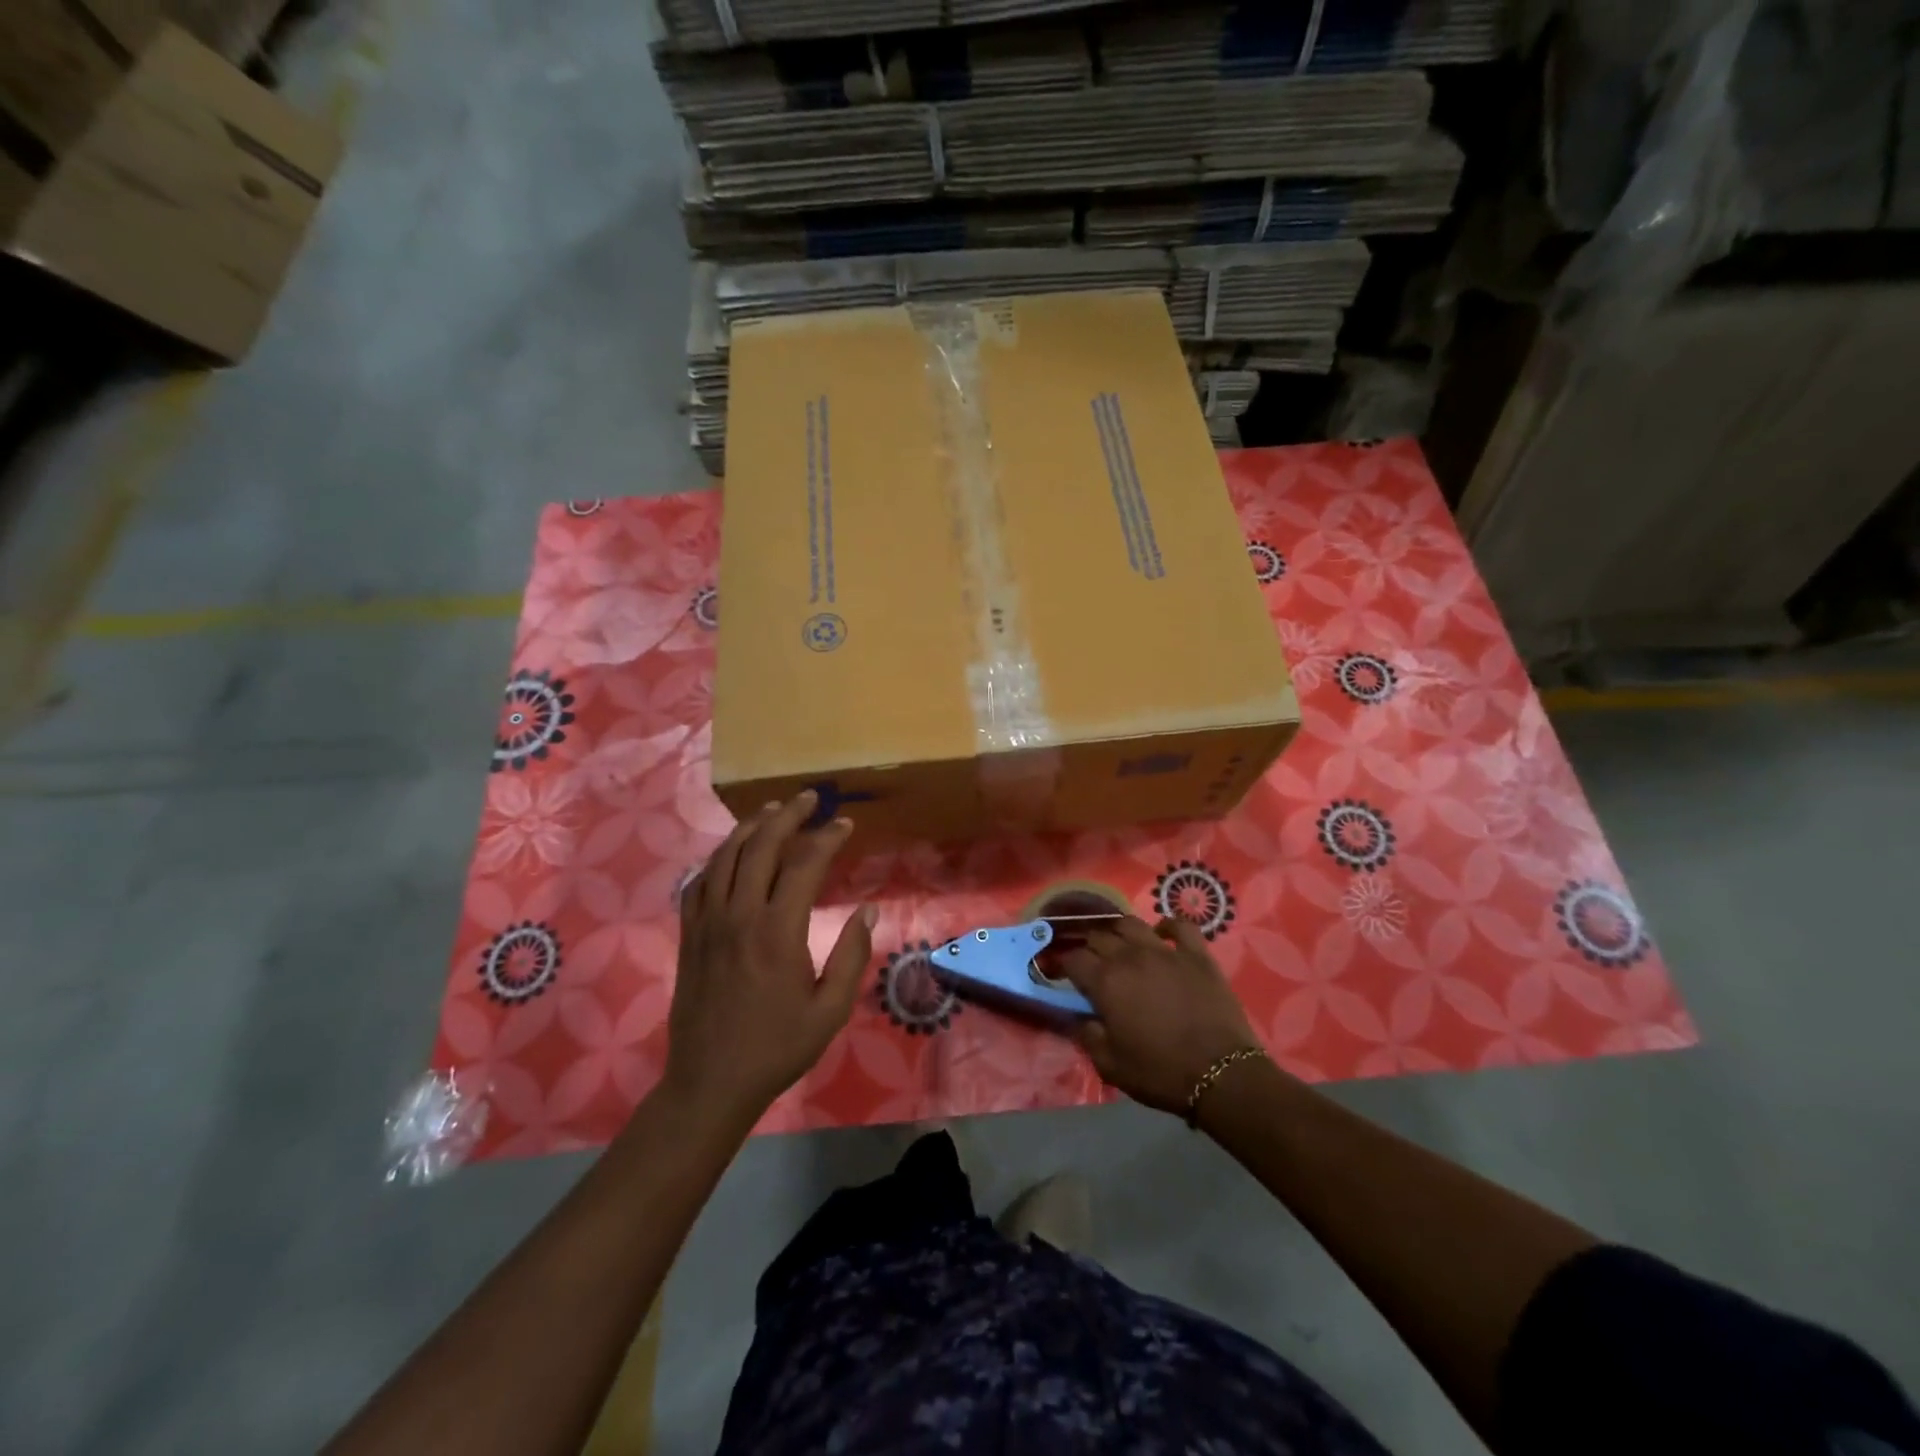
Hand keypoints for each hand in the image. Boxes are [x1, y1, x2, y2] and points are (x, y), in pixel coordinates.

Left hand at [664, 791, 874, 1125]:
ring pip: (726, 856)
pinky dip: (718, 858)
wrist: (710, 1082)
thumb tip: (868, 909)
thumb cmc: (777, 1048)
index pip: (804, 864)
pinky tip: (731, 853)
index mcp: (778, 931)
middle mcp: (739, 915)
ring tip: (773, 810)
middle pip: (761, 846)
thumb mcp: (830, 1009)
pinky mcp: (690, 934)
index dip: (827, 838)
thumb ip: (851, 954)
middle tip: (810, 798)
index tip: (845, 824)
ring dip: (752, 826)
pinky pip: (699, 881)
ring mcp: (708, 922)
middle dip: (788, 814)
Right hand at [1058, 917, 1264, 1115]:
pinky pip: (1180, 926)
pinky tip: (1162, 934)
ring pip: (1132, 924)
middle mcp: (1130, 957)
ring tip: (1120, 944)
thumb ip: (1088, 1036)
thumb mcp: (1111, 1066)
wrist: (1220, 1074)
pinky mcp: (1197, 954)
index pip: (1073, 959)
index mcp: (1105, 982)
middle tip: (1091, 963)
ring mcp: (1165, 951)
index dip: (1063, 965)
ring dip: (1119, 931)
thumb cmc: (1161, 1073)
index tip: (1063, 975)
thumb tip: (1079, 1017)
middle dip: (1088, 947)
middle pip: (1099, 936)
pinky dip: (1168, 926)